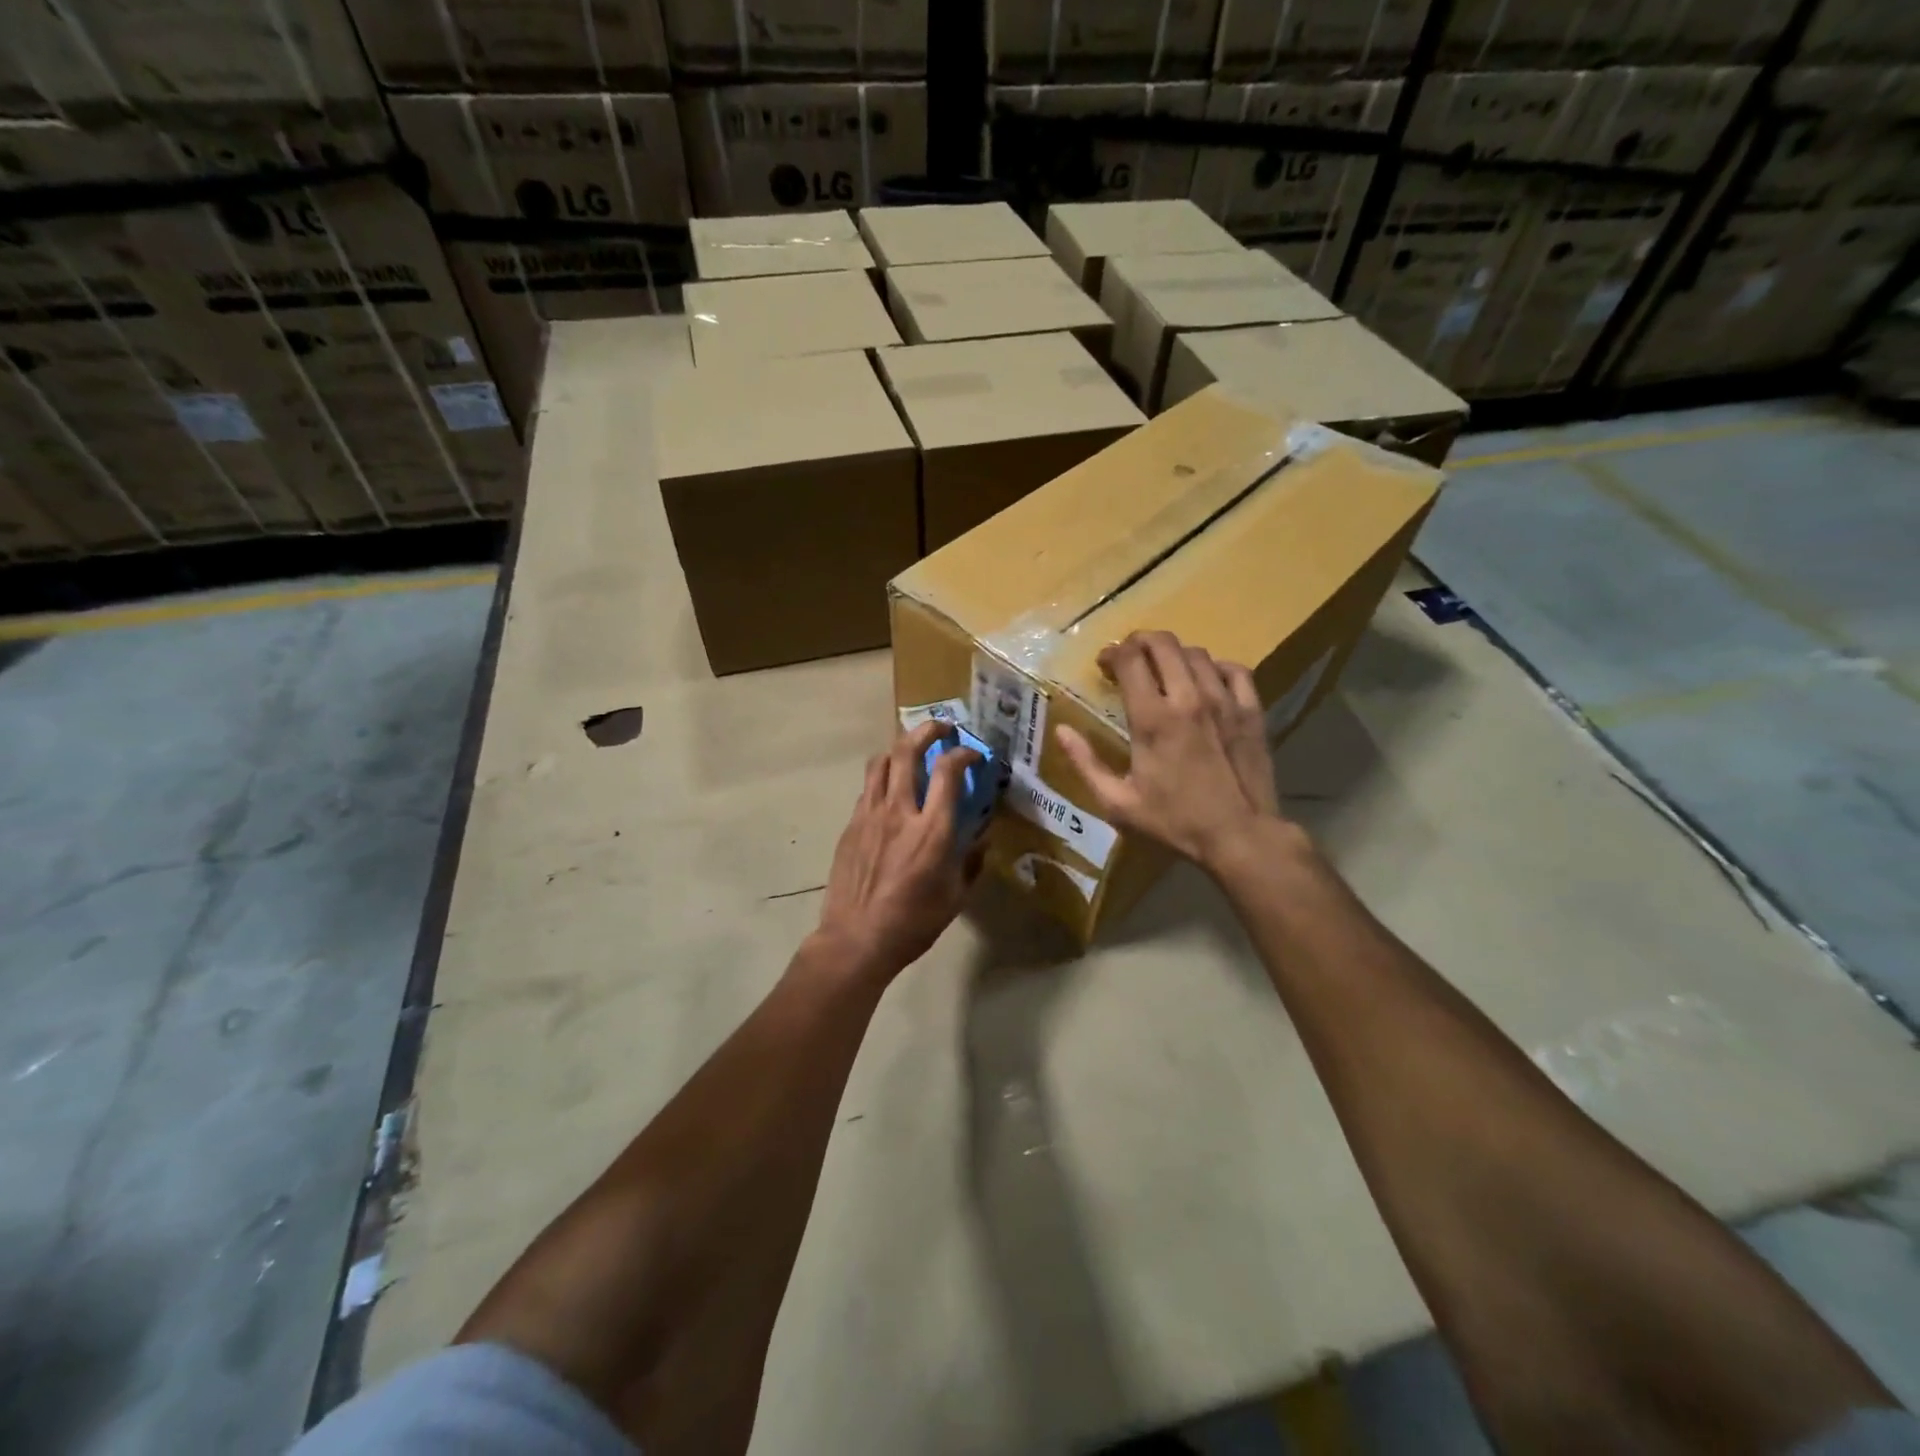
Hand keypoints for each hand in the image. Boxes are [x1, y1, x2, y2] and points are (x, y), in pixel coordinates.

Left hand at [813, 721, 983, 981]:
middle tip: (941, 729)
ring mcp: (870, 815)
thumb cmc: (914, 923)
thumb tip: (983, 836)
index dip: (964, 753)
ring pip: (881, 762)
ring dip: (900, 748)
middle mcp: (900, 812)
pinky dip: (884, 779)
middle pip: (907, 750)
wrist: (856, 939)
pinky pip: (868, 789)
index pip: (948, 770)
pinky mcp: (851, 825)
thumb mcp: (955, 896)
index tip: (973, 755)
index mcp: (932, 830)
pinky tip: (891, 793)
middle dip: (927, 730)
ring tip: (912, 752)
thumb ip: (971, 860)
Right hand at [1055, 631, 1286, 870]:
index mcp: (1152, 719)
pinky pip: (1234, 670)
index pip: (1130, 659)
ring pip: (1197, 653)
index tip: (1104, 665)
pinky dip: (1216, 667)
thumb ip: (1086, 763)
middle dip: (1140, 642)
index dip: (1113, 653)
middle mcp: (1188, 699)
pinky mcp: (1252, 711)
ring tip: (1165, 672)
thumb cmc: (1174, 822)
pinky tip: (1207, 682)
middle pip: (1163, 644)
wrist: (1240, 836)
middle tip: (1130, 658)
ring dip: (1174, 655)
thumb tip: (1062, 731)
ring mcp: (1224, 701)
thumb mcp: (1118, 803)